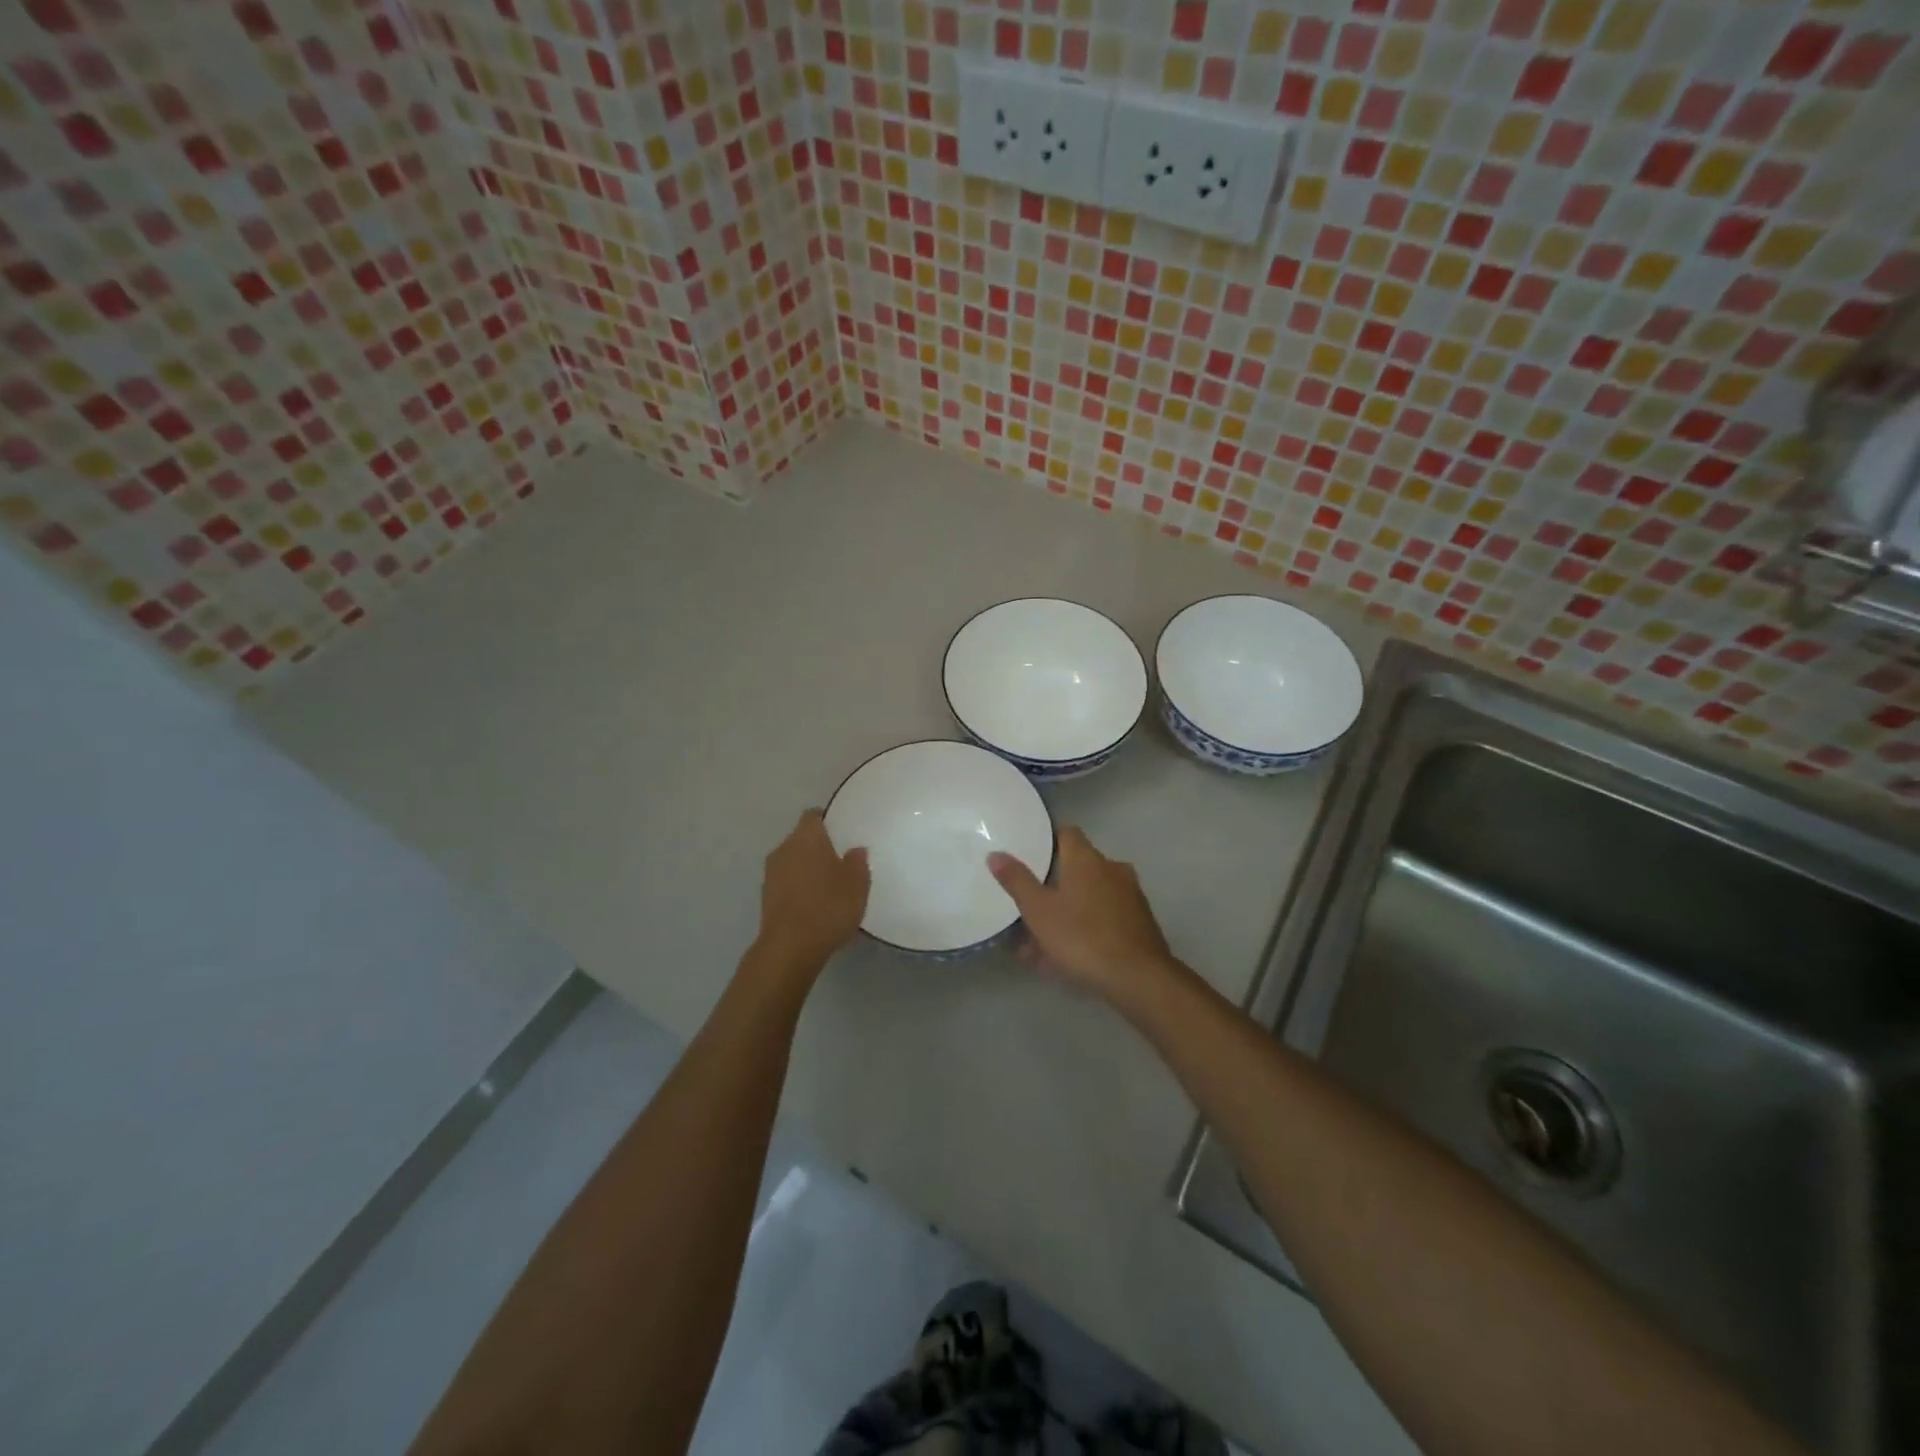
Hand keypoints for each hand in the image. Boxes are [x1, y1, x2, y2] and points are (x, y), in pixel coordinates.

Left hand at [756, 810, 869, 968]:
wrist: (790, 948)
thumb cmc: (828, 906)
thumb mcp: (857, 884)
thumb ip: (858, 862)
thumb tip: (855, 850)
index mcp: (806, 837)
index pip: (813, 815)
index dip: (827, 821)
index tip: (842, 832)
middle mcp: (784, 848)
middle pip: (801, 839)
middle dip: (818, 847)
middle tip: (840, 861)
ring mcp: (771, 874)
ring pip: (792, 862)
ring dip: (806, 869)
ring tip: (828, 886)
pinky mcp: (765, 898)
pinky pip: (786, 883)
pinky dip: (798, 888)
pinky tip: (814, 905)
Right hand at [987, 827, 1178, 1001]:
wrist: (1139, 978)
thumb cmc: (1082, 937)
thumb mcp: (1039, 911)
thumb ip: (1017, 881)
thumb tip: (996, 854)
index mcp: (1087, 859)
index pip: (1066, 833)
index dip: (1046, 841)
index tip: (1027, 855)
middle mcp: (1112, 869)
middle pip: (1076, 869)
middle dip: (1050, 888)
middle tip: (1026, 908)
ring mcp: (1129, 896)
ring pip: (1087, 899)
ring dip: (1063, 915)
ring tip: (1035, 946)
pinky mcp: (1138, 923)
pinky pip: (1101, 919)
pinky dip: (1082, 931)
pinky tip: (1062, 959)